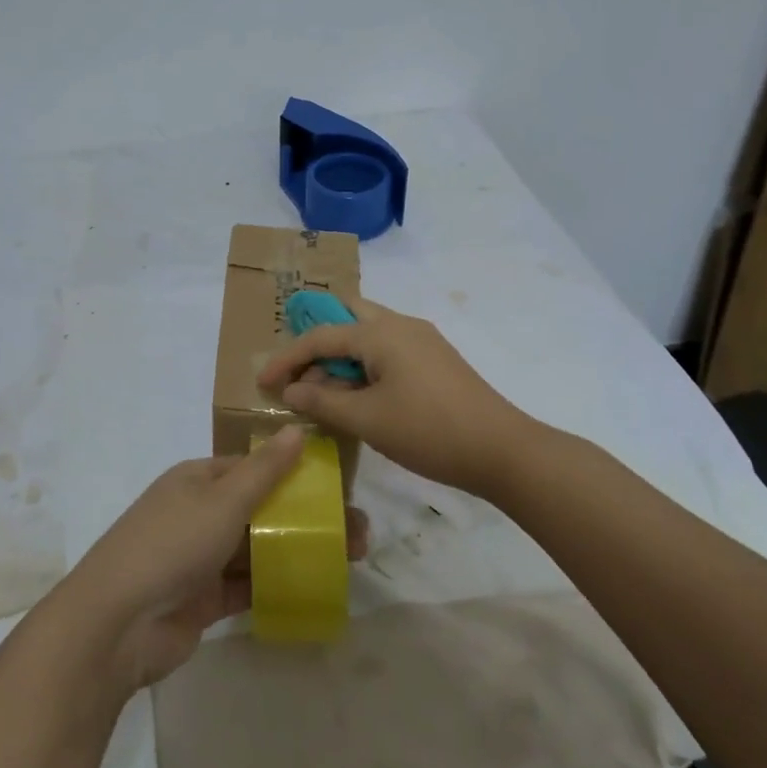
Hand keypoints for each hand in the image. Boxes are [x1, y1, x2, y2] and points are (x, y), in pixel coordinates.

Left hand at [56, 427, 367, 692]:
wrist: (118, 624)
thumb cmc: (172, 544)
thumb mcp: (222, 499)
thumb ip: (264, 469)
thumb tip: (297, 430)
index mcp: (198, 480)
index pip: (252, 468)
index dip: (293, 473)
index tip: (336, 486)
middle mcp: (199, 513)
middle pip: (261, 509)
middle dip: (305, 517)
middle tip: (357, 532)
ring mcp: (201, 558)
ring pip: (259, 547)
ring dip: (298, 550)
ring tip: (350, 558)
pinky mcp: (204, 599)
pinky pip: (248, 585)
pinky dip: (278, 584)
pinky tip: (317, 586)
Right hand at [258, 298, 533, 497]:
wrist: (503, 451)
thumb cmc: (428, 431)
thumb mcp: (367, 420)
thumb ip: (323, 402)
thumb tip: (292, 390)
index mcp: (381, 332)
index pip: (321, 335)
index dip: (288, 358)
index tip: (264, 382)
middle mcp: (401, 325)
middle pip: (347, 317)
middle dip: (317, 340)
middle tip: (297, 370)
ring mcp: (423, 340)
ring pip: (369, 334)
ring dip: (342, 355)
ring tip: (324, 388)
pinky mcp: (436, 360)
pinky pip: (388, 350)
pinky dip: (365, 365)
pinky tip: (360, 395)